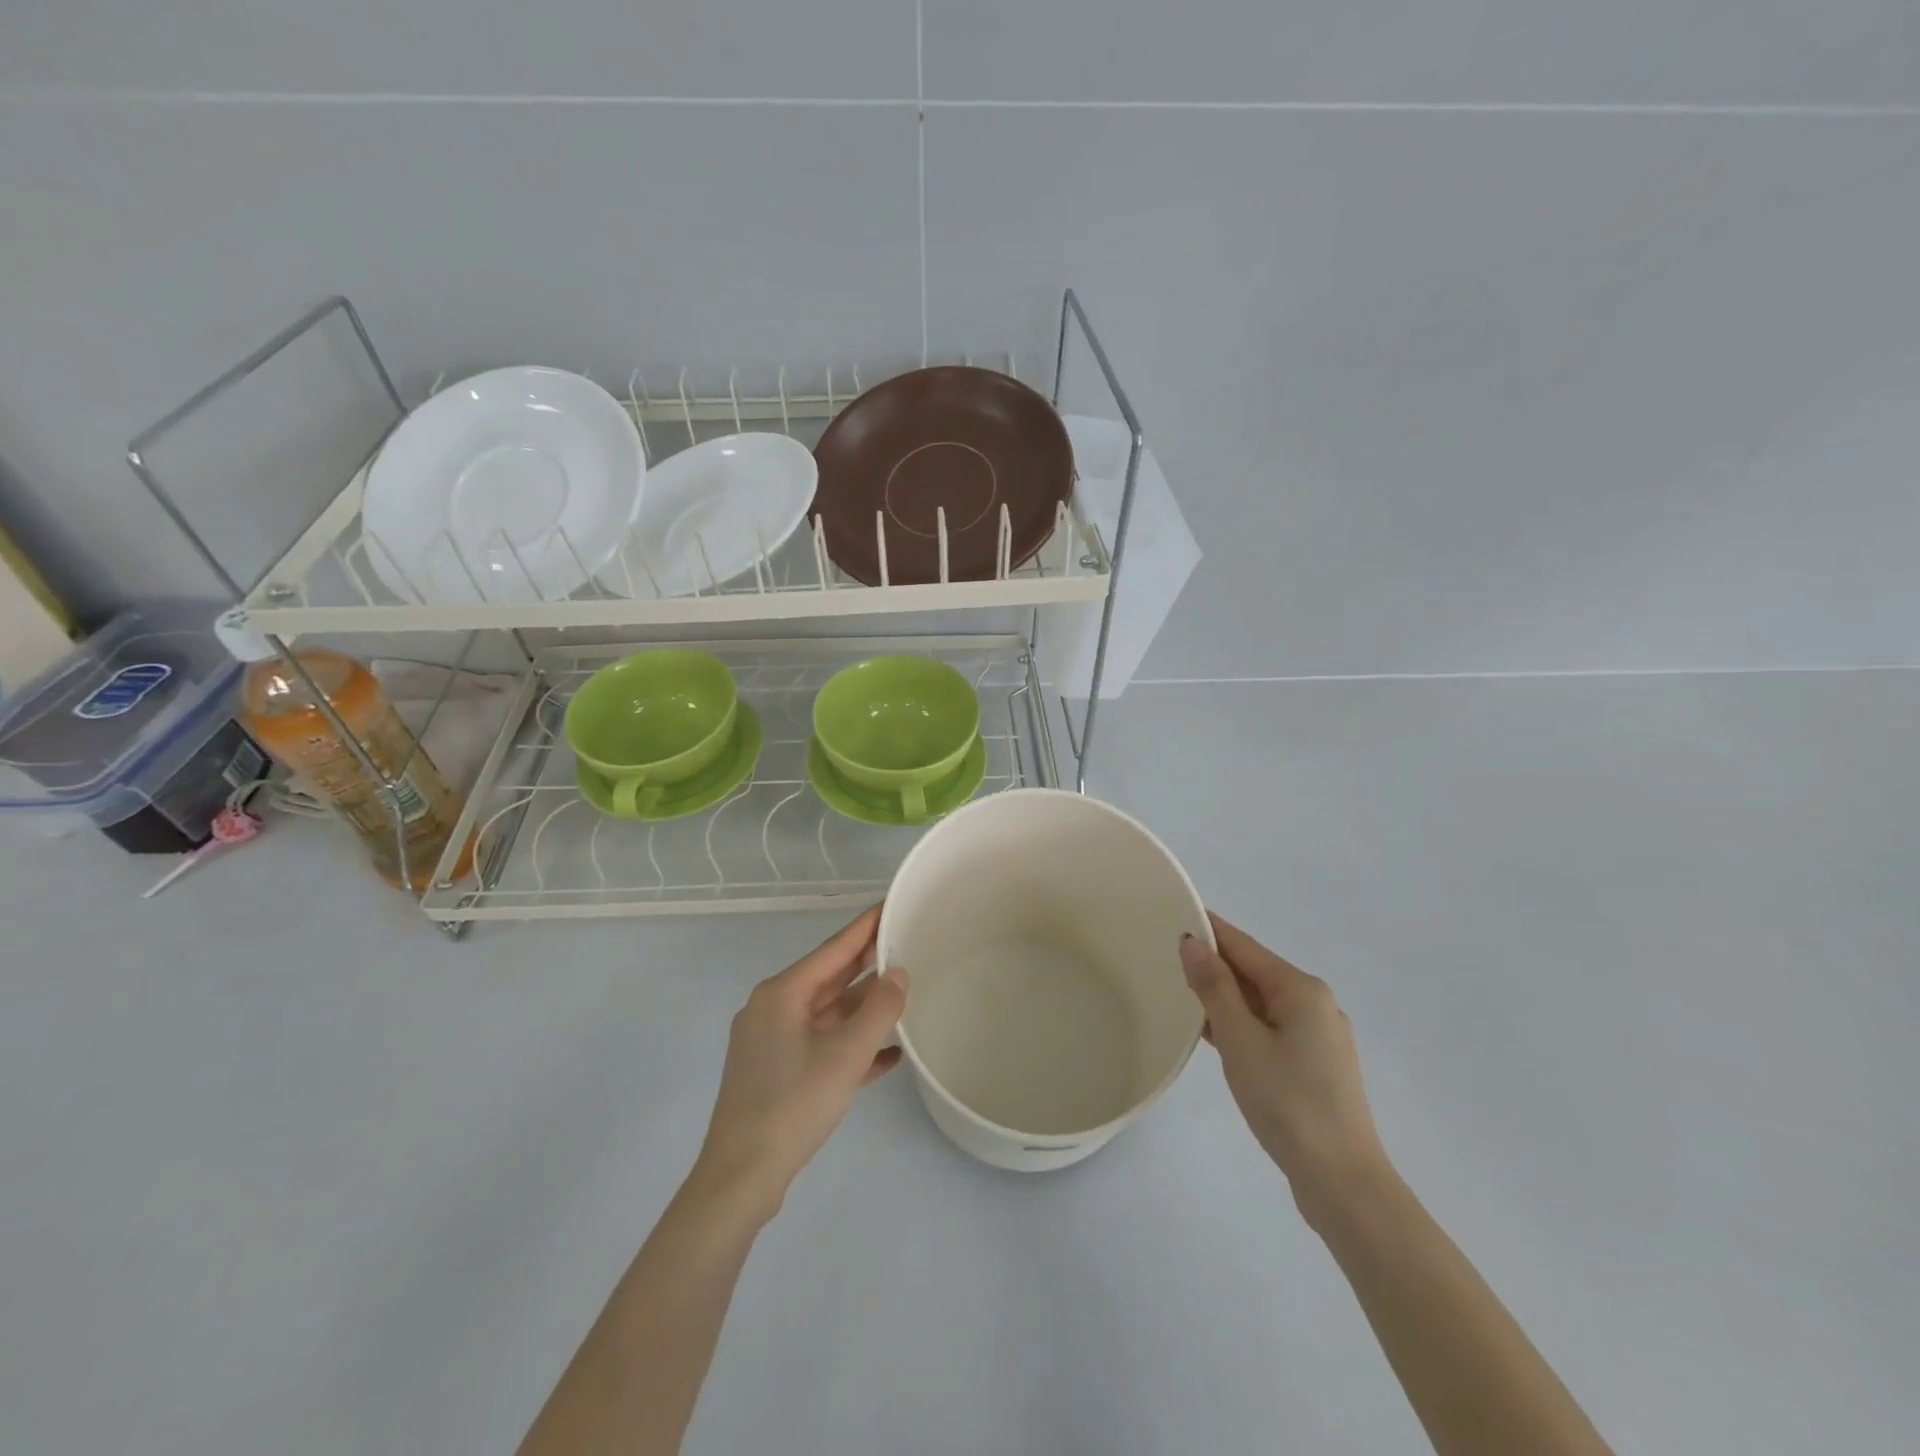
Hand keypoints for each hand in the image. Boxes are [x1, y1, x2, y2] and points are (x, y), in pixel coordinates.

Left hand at [693, 906, 908, 1222]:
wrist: (741, 1179)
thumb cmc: (793, 1104)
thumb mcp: (846, 1055)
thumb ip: (879, 1009)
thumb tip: (899, 972)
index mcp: (782, 994)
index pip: (832, 948)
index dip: (864, 927)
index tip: (889, 905)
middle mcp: (773, 1010)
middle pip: (829, 978)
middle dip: (867, 964)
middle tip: (905, 943)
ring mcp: (773, 1043)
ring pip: (827, 1014)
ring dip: (863, 1008)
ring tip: (904, 993)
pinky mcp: (777, 1074)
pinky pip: (822, 1046)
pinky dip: (852, 1045)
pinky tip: (889, 1053)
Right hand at [1181, 912, 1390, 1211]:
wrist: (1343, 1183)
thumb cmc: (1288, 1102)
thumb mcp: (1240, 1040)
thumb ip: (1215, 987)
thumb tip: (1193, 942)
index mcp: (1301, 990)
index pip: (1244, 946)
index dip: (1209, 930)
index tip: (1173, 916)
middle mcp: (1315, 1004)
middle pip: (1254, 972)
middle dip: (1214, 964)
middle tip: (1166, 957)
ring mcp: (1319, 1037)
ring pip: (1261, 1003)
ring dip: (1224, 997)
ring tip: (1180, 993)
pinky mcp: (1316, 1067)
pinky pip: (1270, 1028)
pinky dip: (1241, 1024)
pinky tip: (1214, 1034)